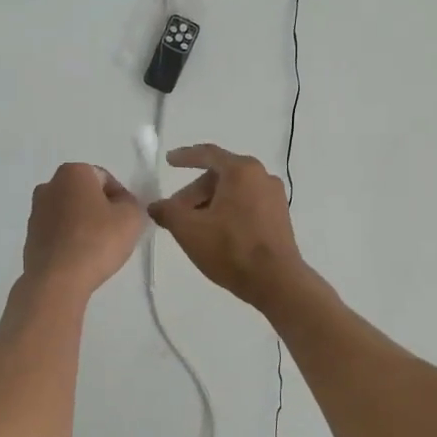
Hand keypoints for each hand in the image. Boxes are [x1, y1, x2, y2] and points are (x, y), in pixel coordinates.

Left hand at [22, 163, 144, 297]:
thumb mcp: (132, 217)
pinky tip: (80, 258)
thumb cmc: (97, 241)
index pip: (106, 179)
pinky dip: (70, 239)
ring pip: (70, 213)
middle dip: (100, 209)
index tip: (127, 220)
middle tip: (115, 233)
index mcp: (73, 172)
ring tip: (97, 249)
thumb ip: (132, 203)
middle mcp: (49, 186)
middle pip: (85, 194)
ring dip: (84, 225)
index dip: (121, 199)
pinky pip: (58, 232)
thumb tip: (121, 205)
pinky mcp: (30, 236)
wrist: (57, 280)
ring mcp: (36, 212)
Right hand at [148, 144, 308, 307]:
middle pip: (219, 176)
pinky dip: (228, 212)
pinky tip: (216, 234)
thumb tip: (155, 206)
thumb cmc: (230, 248)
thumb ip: (167, 211)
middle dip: (194, 193)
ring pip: (233, 192)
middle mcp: (262, 176)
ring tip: (194, 228)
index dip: (184, 157)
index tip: (168, 161)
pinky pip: (247, 205)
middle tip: (176, 213)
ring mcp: (274, 197)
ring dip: (210, 204)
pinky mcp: (280, 217)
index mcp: (241, 170)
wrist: (276, 281)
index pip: (208, 154)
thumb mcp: (188, 229)